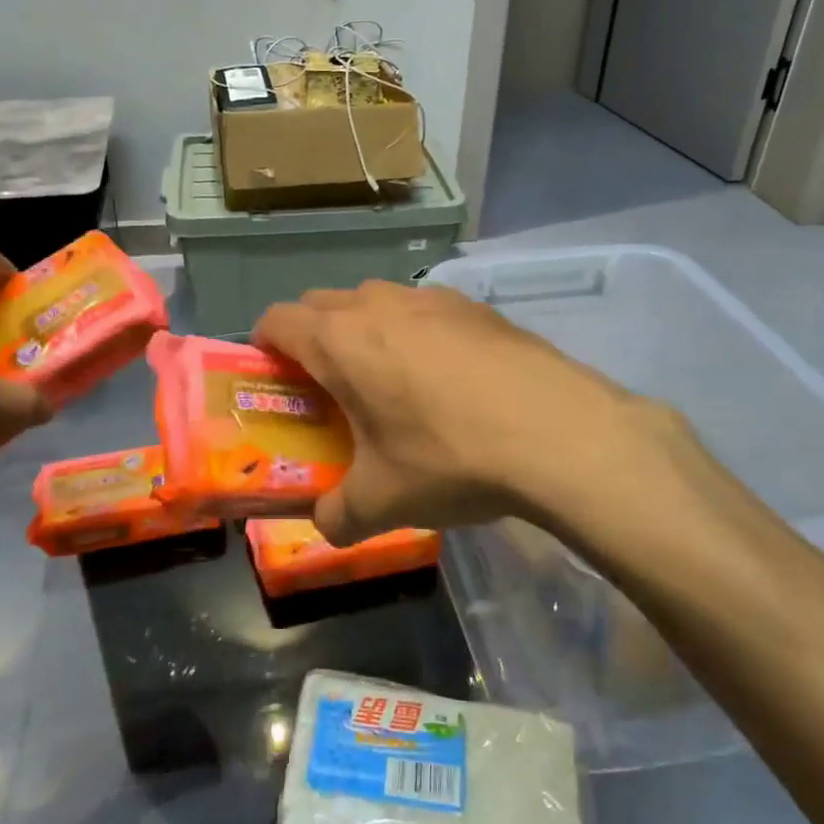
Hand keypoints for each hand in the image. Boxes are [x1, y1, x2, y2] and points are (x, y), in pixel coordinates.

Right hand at [254, 281, 671, 541]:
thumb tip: (326, 525)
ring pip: (376, 300)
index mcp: (341, 340)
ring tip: (390, 381)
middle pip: (323, 304)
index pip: (276, 320)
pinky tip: (448, 379)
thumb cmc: (450, 459)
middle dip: (314, 338)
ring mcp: (433, 298)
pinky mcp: (478, 307)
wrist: (559, 433)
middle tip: (330, 388)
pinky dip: (417, 332)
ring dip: (366, 330)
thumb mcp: (382, 502)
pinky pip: (426, 310)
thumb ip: (337, 516)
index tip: (276, 381)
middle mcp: (380, 305)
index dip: (265, 347)